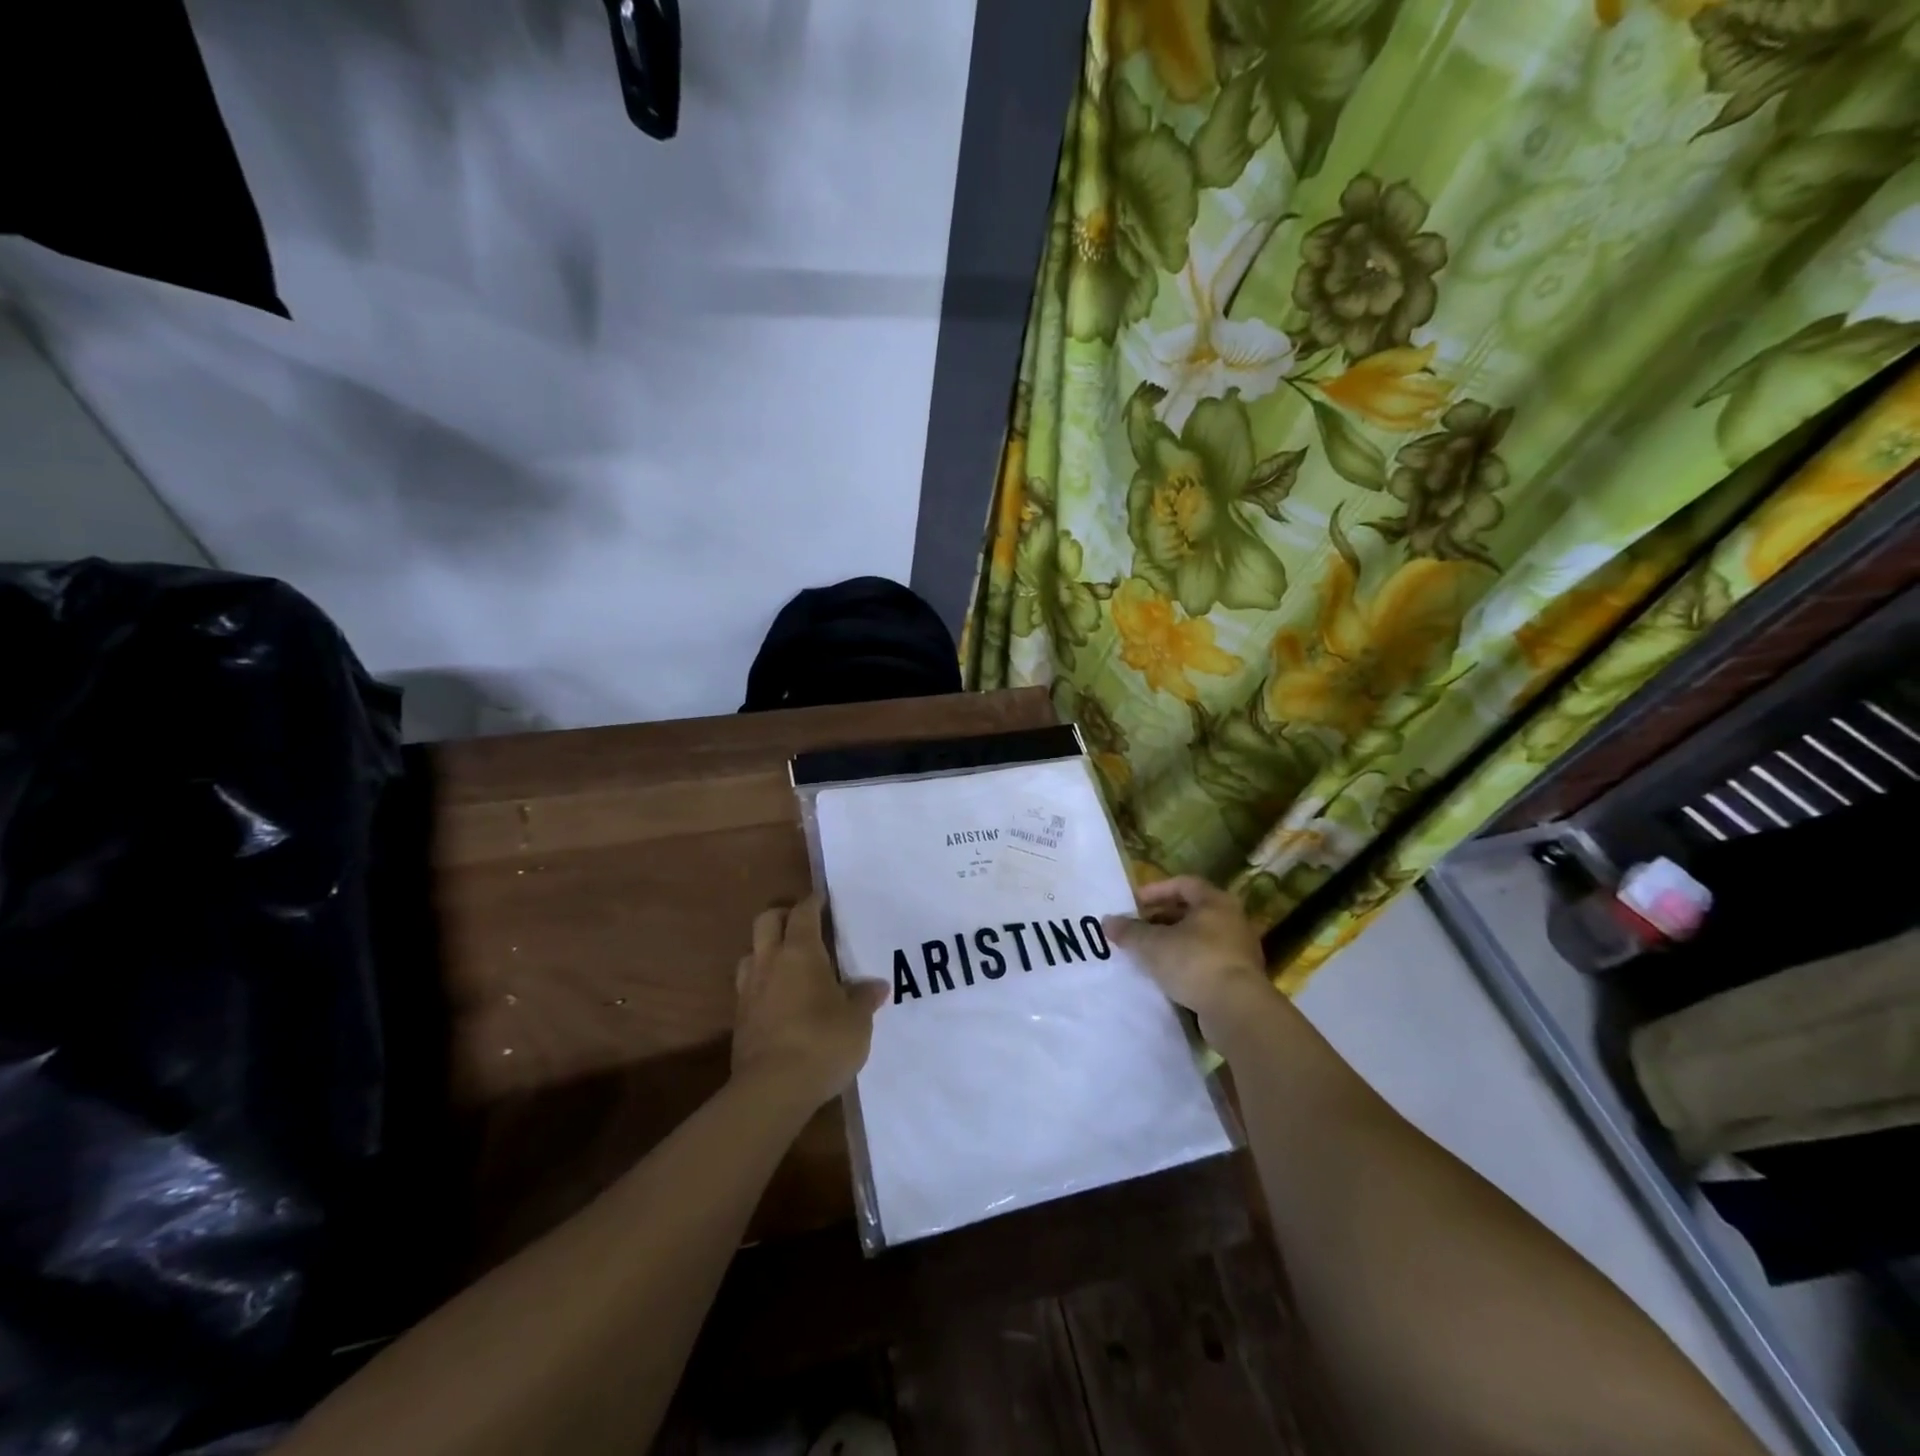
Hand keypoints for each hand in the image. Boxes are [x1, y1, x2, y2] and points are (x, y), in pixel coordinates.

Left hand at [732, 894, 886, 1110]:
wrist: (772, 1089)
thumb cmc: (822, 1042)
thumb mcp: (857, 1021)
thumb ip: (864, 998)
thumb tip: (876, 986)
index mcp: (800, 953)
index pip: (803, 913)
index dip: (813, 903)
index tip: (823, 900)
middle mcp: (770, 962)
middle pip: (766, 921)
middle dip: (783, 916)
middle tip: (802, 924)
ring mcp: (748, 990)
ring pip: (751, 953)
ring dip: (766, 950)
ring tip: (786, 963)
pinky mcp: (739, 1019)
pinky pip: (748, 986)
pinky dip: (762, 983)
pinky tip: (778, 999)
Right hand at [1104, 877, 1273, 1042]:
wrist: (1236, 1010)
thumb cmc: (1194, 962)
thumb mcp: (1152, 944)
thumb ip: (1129, 931)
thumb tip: (1107, 921)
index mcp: (1215, 902)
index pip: (1183, 884)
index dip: (1156, 890)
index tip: (1134, 903)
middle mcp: (1232, 920)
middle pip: (1191, 911)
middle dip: (1161, 918)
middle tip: (1137, 929)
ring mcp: (1239, 950)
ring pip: (1199, 938)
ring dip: (1172, 942)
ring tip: (1147, 953)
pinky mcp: (1239, 978)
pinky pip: (1206, 961)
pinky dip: (1185, 963)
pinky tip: (1166, 976)